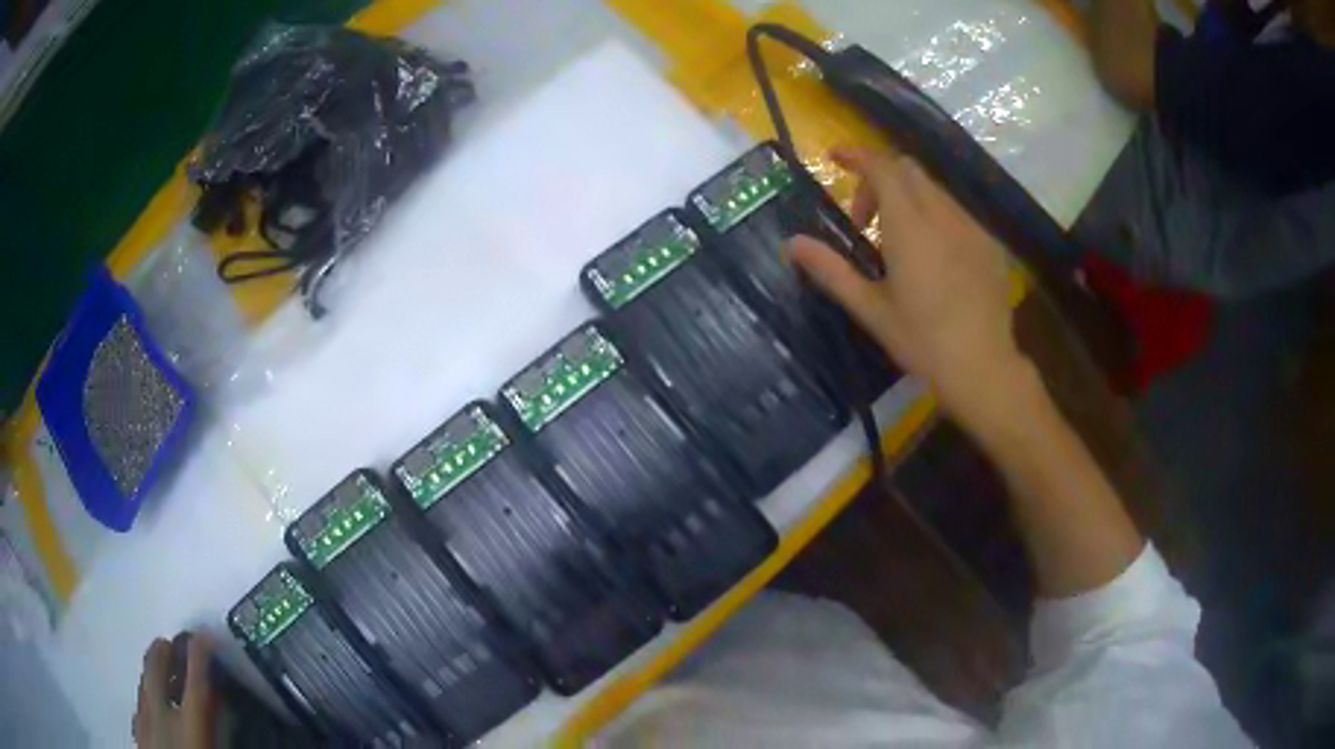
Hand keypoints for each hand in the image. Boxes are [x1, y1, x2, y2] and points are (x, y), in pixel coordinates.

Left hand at [133, 634, 214, 748]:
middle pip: (156, 667)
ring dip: (153, 672)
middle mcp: (161, 714)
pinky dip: (145, 699)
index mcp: (189, 725)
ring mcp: (143, 721)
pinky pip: (138, 706)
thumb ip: (219, 732)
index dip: (200, 654)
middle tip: (173, 644)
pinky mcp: (137, 733)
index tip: (204, 636)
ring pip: (143, 682)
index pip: (196, 680)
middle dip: (164, 651)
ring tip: (161, 672)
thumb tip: (233, 716)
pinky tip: (150, 708)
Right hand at [788, 146, 1026, 420]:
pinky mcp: (989, 244)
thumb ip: (830, 271)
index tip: (835, 157)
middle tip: (864, 221)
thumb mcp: (871, 309)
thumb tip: (790, 244)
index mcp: (910, 228)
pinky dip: (934, 215)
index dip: (857, 155)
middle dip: (879, 180)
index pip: (882, 168)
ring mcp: (972, 228)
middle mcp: (943, 216)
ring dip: (907, 198)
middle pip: (908, 170)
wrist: (983, 368)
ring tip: (897, 242)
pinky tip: (933, 257)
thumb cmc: (922, 342)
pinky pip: (956, 211)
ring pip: (934, 190)